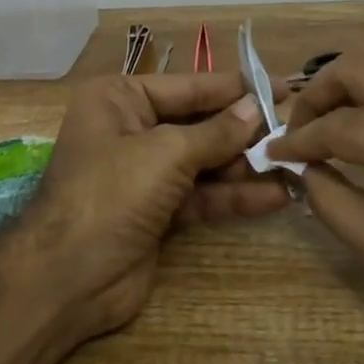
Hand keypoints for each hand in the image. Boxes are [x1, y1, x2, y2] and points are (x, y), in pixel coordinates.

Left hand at [21, 72, 289, 349]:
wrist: (68, 277)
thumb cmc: (111, 193)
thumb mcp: (166, 153)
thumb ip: (216, 133)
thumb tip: (255, 108)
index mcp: (118, 99)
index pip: (187, 86)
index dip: (234, 88)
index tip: (282, 86)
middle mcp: (130, 129)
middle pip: (197, 124)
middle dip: (243, 131)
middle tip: (295, 130)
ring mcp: (143, 174)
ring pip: (203, 162)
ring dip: (245, 167)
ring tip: (294, 166)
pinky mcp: (156, 212)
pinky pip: (201, 196)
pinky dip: (233, 196)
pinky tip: (275, 197)